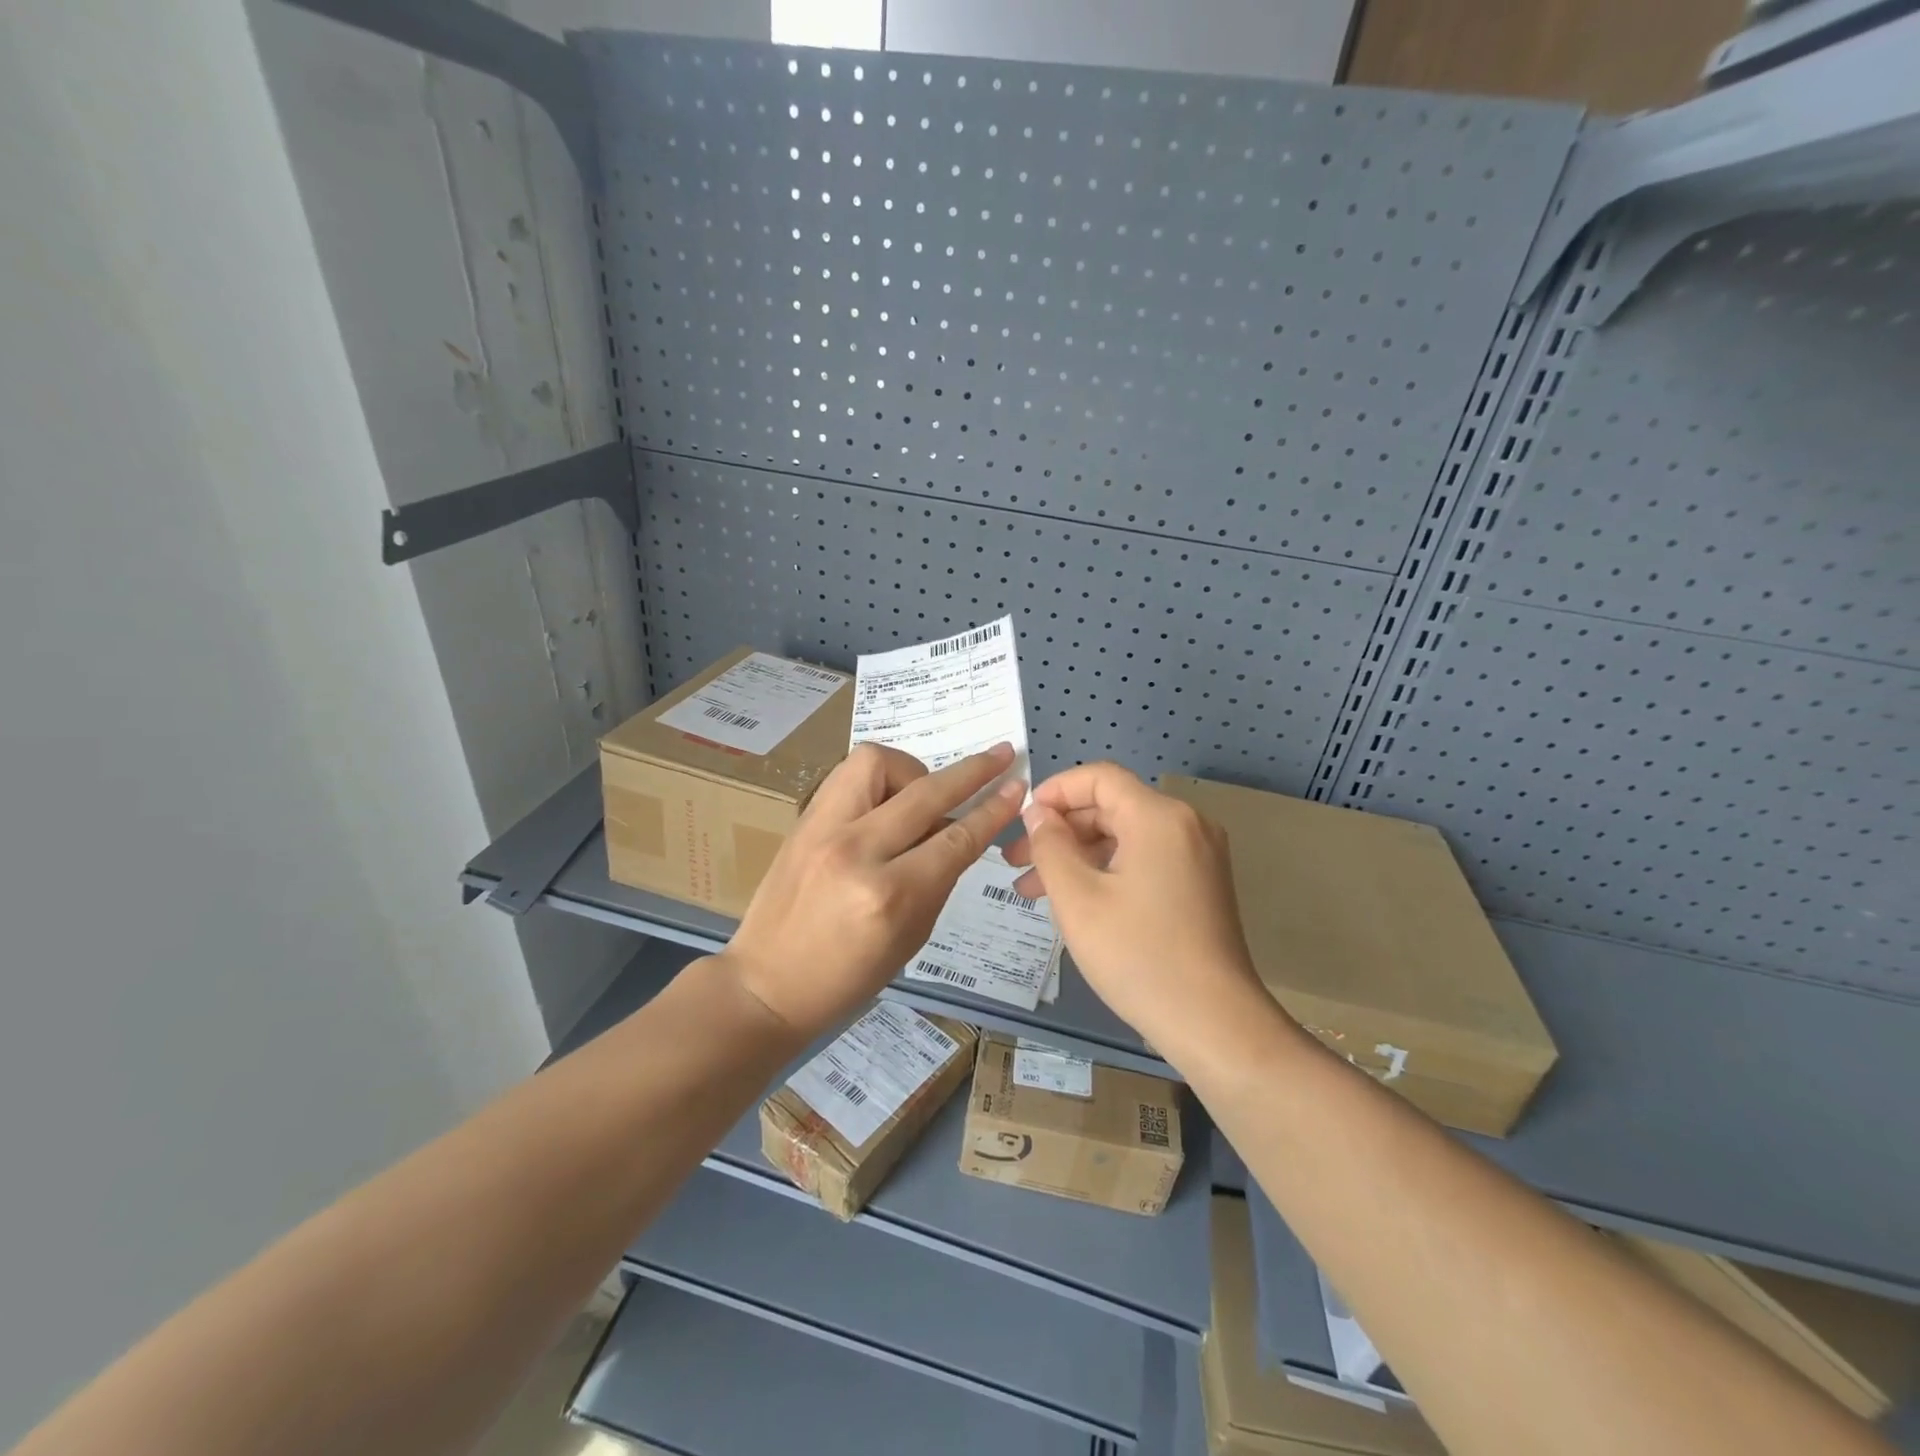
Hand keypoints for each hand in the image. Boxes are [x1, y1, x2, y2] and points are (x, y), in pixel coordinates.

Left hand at [720, 742, 1025, 1038]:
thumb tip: (957, 832)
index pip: (956, 839)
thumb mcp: (911, 938)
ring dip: (913, 769)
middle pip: (926, 793)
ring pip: (878, 763)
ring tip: (921, 793)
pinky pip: (848, 775)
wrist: (766, 983)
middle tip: (999, 755)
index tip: (1016, 786)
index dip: (992, 810)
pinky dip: (878, 777)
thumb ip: (938, 879)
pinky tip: (887, 797)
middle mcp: (858, 852)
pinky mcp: (803, 821)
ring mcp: (823, 830)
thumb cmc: (847, 978)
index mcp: (891, 896)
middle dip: (972, 771)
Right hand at [1003, 762, 1271, 1054]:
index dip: (1055, 790)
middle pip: (1111, 807)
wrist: (1213, 1023)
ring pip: (1124, 836)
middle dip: (1060, 831)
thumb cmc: (1138, 956)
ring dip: (1078, 855)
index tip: (1021, 820)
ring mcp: (1198, 855)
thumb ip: (1051, 845)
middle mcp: (1185, 824)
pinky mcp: (1201, 883)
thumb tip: (1038, 813)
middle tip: (1016, 862)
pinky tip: (1075, 900)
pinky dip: (1106, 870)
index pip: (1099, 777)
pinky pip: (1144, 859)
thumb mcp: (1078, 899)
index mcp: (1158, 817)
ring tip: (1032, 889)